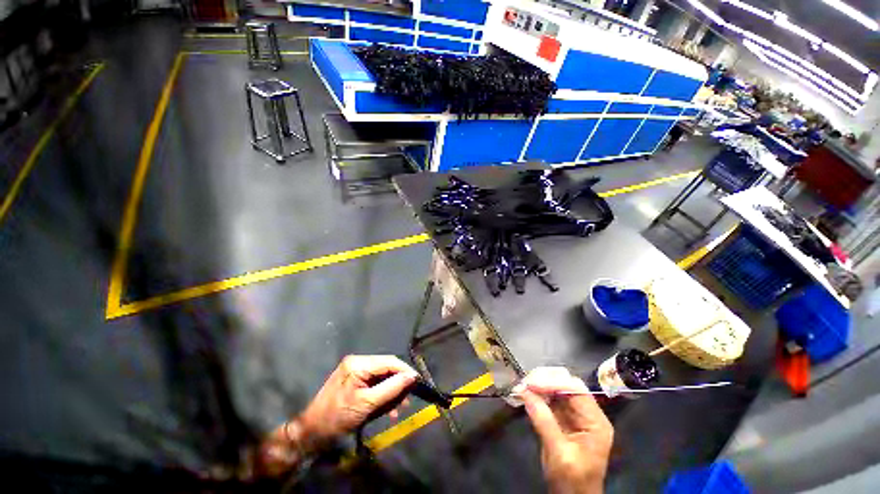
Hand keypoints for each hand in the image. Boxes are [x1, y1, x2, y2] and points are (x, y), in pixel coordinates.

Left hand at [297, 355, 418, 442]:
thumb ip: (391, 388)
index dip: (405, 371)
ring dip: (391, 391)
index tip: (418, 382)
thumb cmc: (338, 418)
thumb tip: (412, 377)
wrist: (311, 433)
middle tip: (408, 399)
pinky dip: (382, 394)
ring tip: (399, 408)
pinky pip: (374, 383)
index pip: (389, 361)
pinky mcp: (354, 379)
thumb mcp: (367, 404)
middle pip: (386, 368)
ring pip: (382, 376)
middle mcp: (358, 362)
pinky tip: (388, 408)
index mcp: (359, 364)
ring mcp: (355, 370)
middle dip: (398, 383)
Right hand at [519, 367, 613, 493]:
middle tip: (525, 383)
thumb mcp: (559, 454)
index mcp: (595, 421)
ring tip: (522, 386)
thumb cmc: (572, 481)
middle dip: (545, 381)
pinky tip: (526, 394)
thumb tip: (525, 393)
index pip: (576, 390)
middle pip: (566, 385)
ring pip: (556, 389)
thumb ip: (544, 422)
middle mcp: (587, 414)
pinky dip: (537, 395)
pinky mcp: (563, 418)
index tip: (531, 384)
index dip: (553, 382)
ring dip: (539, 386)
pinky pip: (550, 400)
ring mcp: (574, 415)